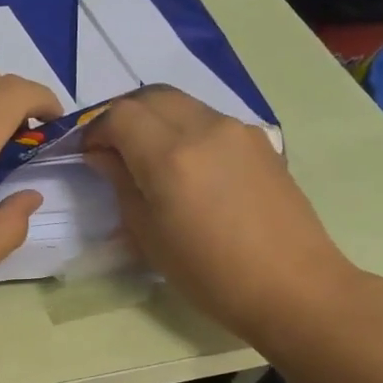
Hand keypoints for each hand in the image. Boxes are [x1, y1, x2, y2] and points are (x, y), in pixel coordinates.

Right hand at [83, 87, 359, 343]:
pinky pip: (209, 119)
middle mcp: (204, 128)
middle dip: (123, 115)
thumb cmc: (210, 275)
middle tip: (113, 148)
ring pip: (182, 103)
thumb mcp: (149, 237)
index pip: (120, 115)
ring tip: (148, 156)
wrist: (293, 286)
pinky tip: (187, 166)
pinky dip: (185, 129)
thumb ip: (122, 185)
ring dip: (155, 119)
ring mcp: (237, 130)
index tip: (89, 154)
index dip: (96, 129)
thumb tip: (104, 156)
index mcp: (170, 156)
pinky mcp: (260, 140)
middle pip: (151, 96)